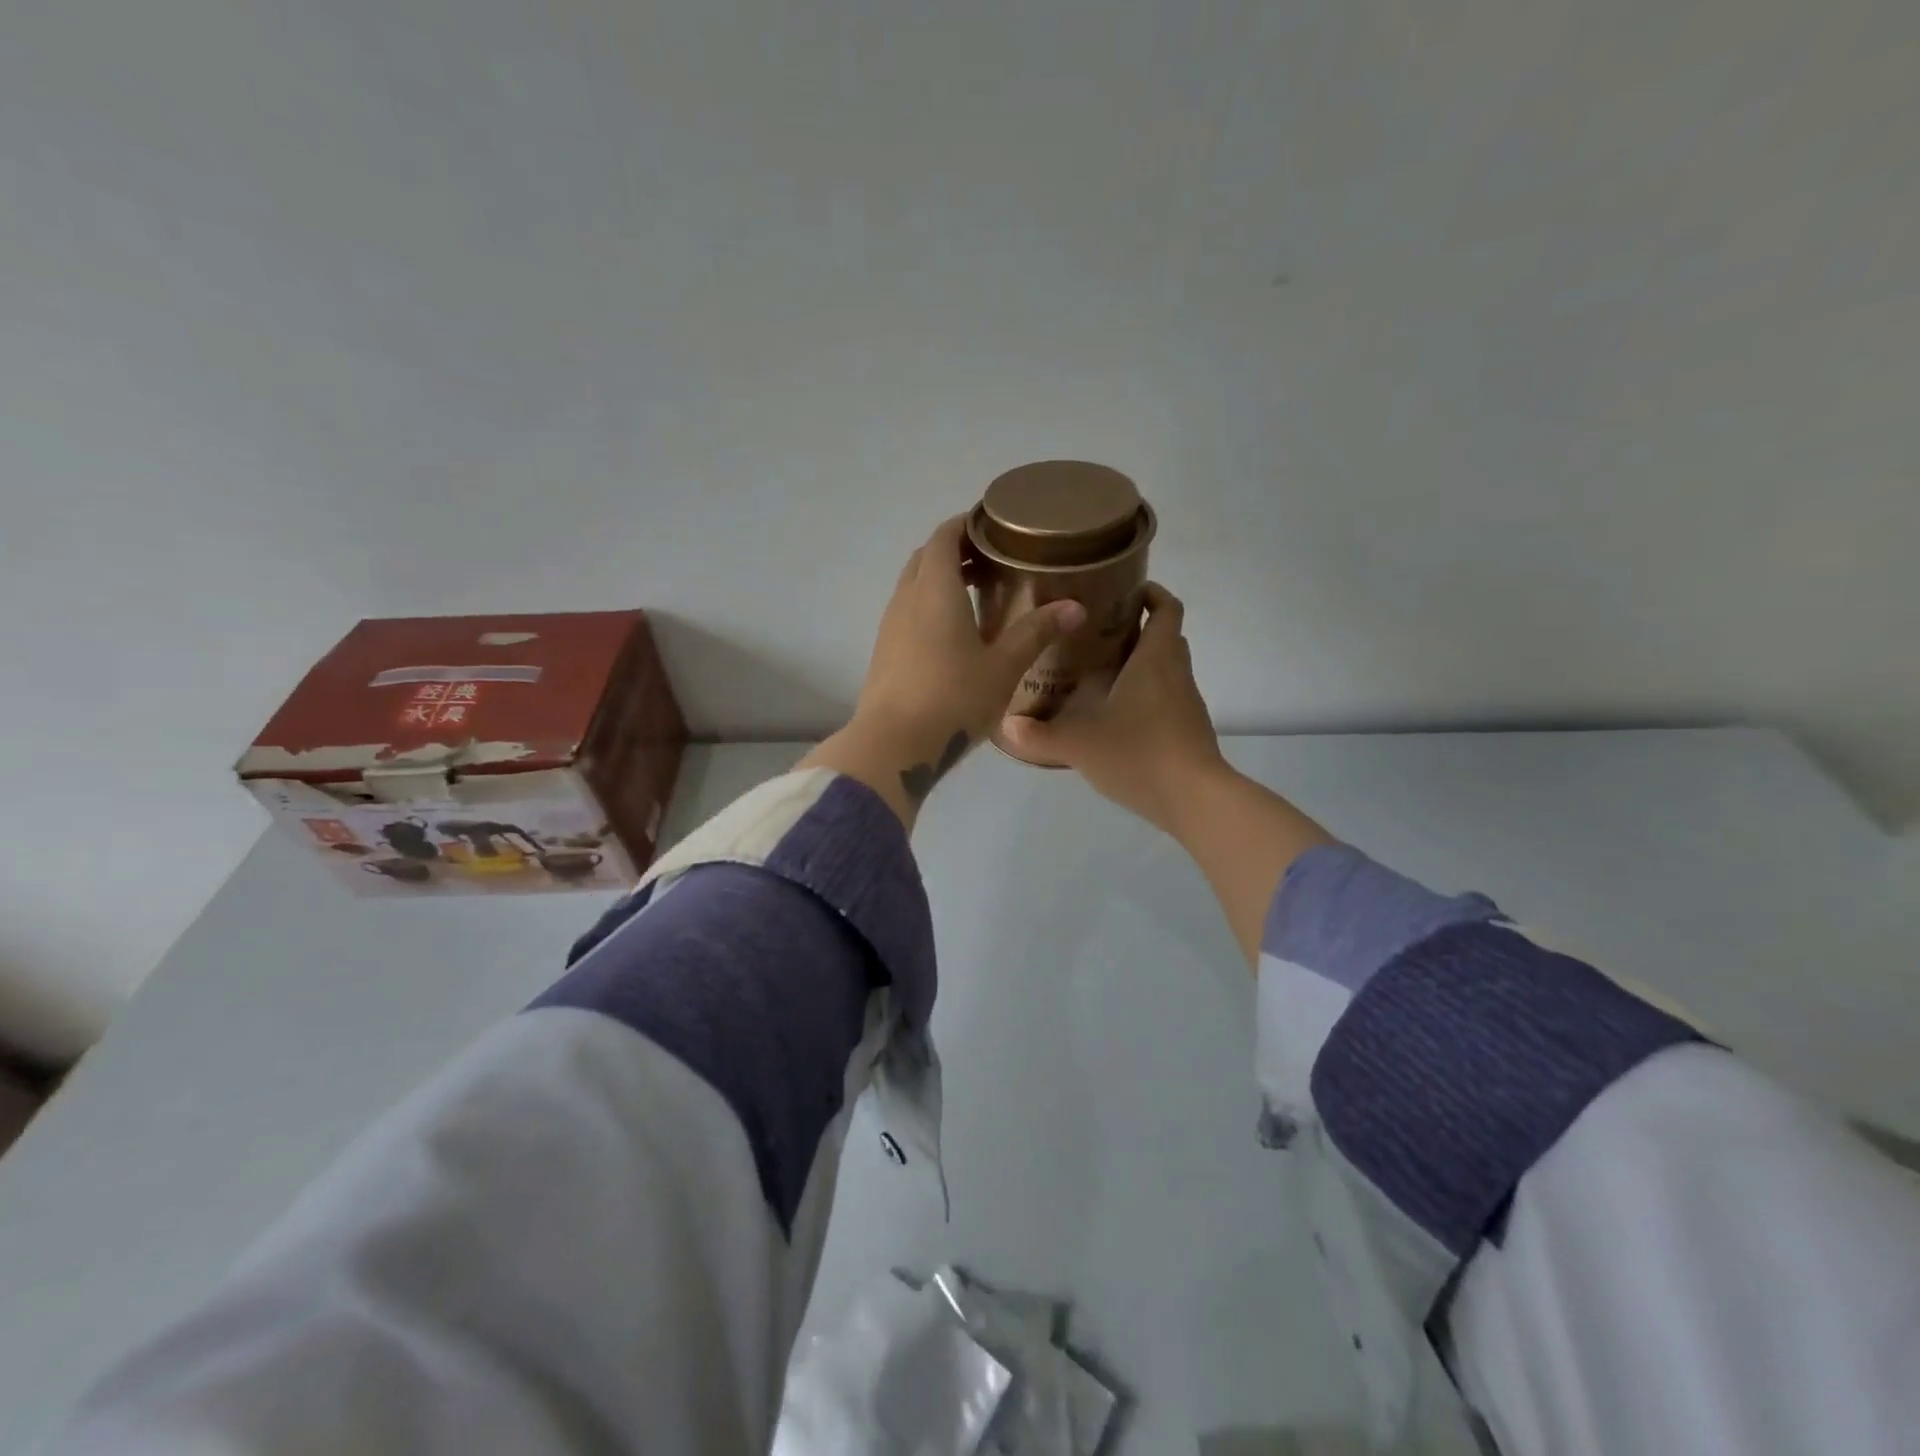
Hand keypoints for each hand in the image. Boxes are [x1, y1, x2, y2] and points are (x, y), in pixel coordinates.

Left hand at [800, 516, 1084, 827]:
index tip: (994, 526)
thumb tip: (1075, 607)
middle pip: (927, 557)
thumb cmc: (953, 698)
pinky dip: (929, 605)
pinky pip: (907, 611)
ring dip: (941, 579)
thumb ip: (1036, 632)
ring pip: (914, 585)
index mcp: (935, 589)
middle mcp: (906, 598)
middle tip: (993, 560)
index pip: (945, 536)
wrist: (893, 744)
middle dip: (956, 550)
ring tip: (977, 593)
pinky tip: (953, 634)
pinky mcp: (884, 652)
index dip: (967, 524)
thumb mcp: (1003, 666)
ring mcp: (890, 626)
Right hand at [999, 585, 1228, 838]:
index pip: (1166, 609)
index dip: (1151, 593)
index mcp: (1155, 659)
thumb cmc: (1140, 753)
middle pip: (1165, 637)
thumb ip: (1039, 735)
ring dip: (1139, 664)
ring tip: (1097, 673)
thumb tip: (1004, 725)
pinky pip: (1165, 699)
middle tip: (1095, 632)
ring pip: (1165, 670)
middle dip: (1136, 629)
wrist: (1195, 799)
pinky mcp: (1187, 730)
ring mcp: (1186, 704)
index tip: (1124, 590)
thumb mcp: (1080, 744)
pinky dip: (1143, 696)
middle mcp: (1176, 674)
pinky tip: (1113, 716)